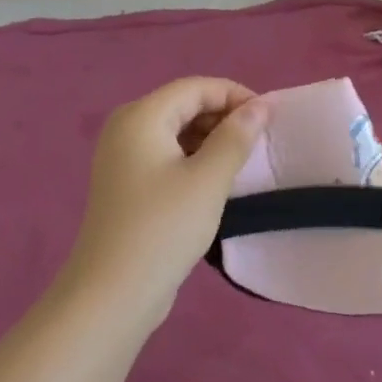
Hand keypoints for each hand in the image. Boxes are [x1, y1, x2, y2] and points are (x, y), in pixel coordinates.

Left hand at [60, 78, 265, 325]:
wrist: (112, 294)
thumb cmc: (163, 228)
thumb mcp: (208, 180)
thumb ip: (235, 137)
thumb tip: (259, 106)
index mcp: (141, 116)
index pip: (195, 87)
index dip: (234, 95)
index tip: (269, 117)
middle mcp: (126, 126)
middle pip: (183, 105)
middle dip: (223, 116)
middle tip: (259, 141)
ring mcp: (122, 156)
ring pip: (175, 131)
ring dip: (210, 139)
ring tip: (243, 161)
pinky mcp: (126, 182)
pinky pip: (166, 154)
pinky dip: (193, 158)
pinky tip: (215, 179)